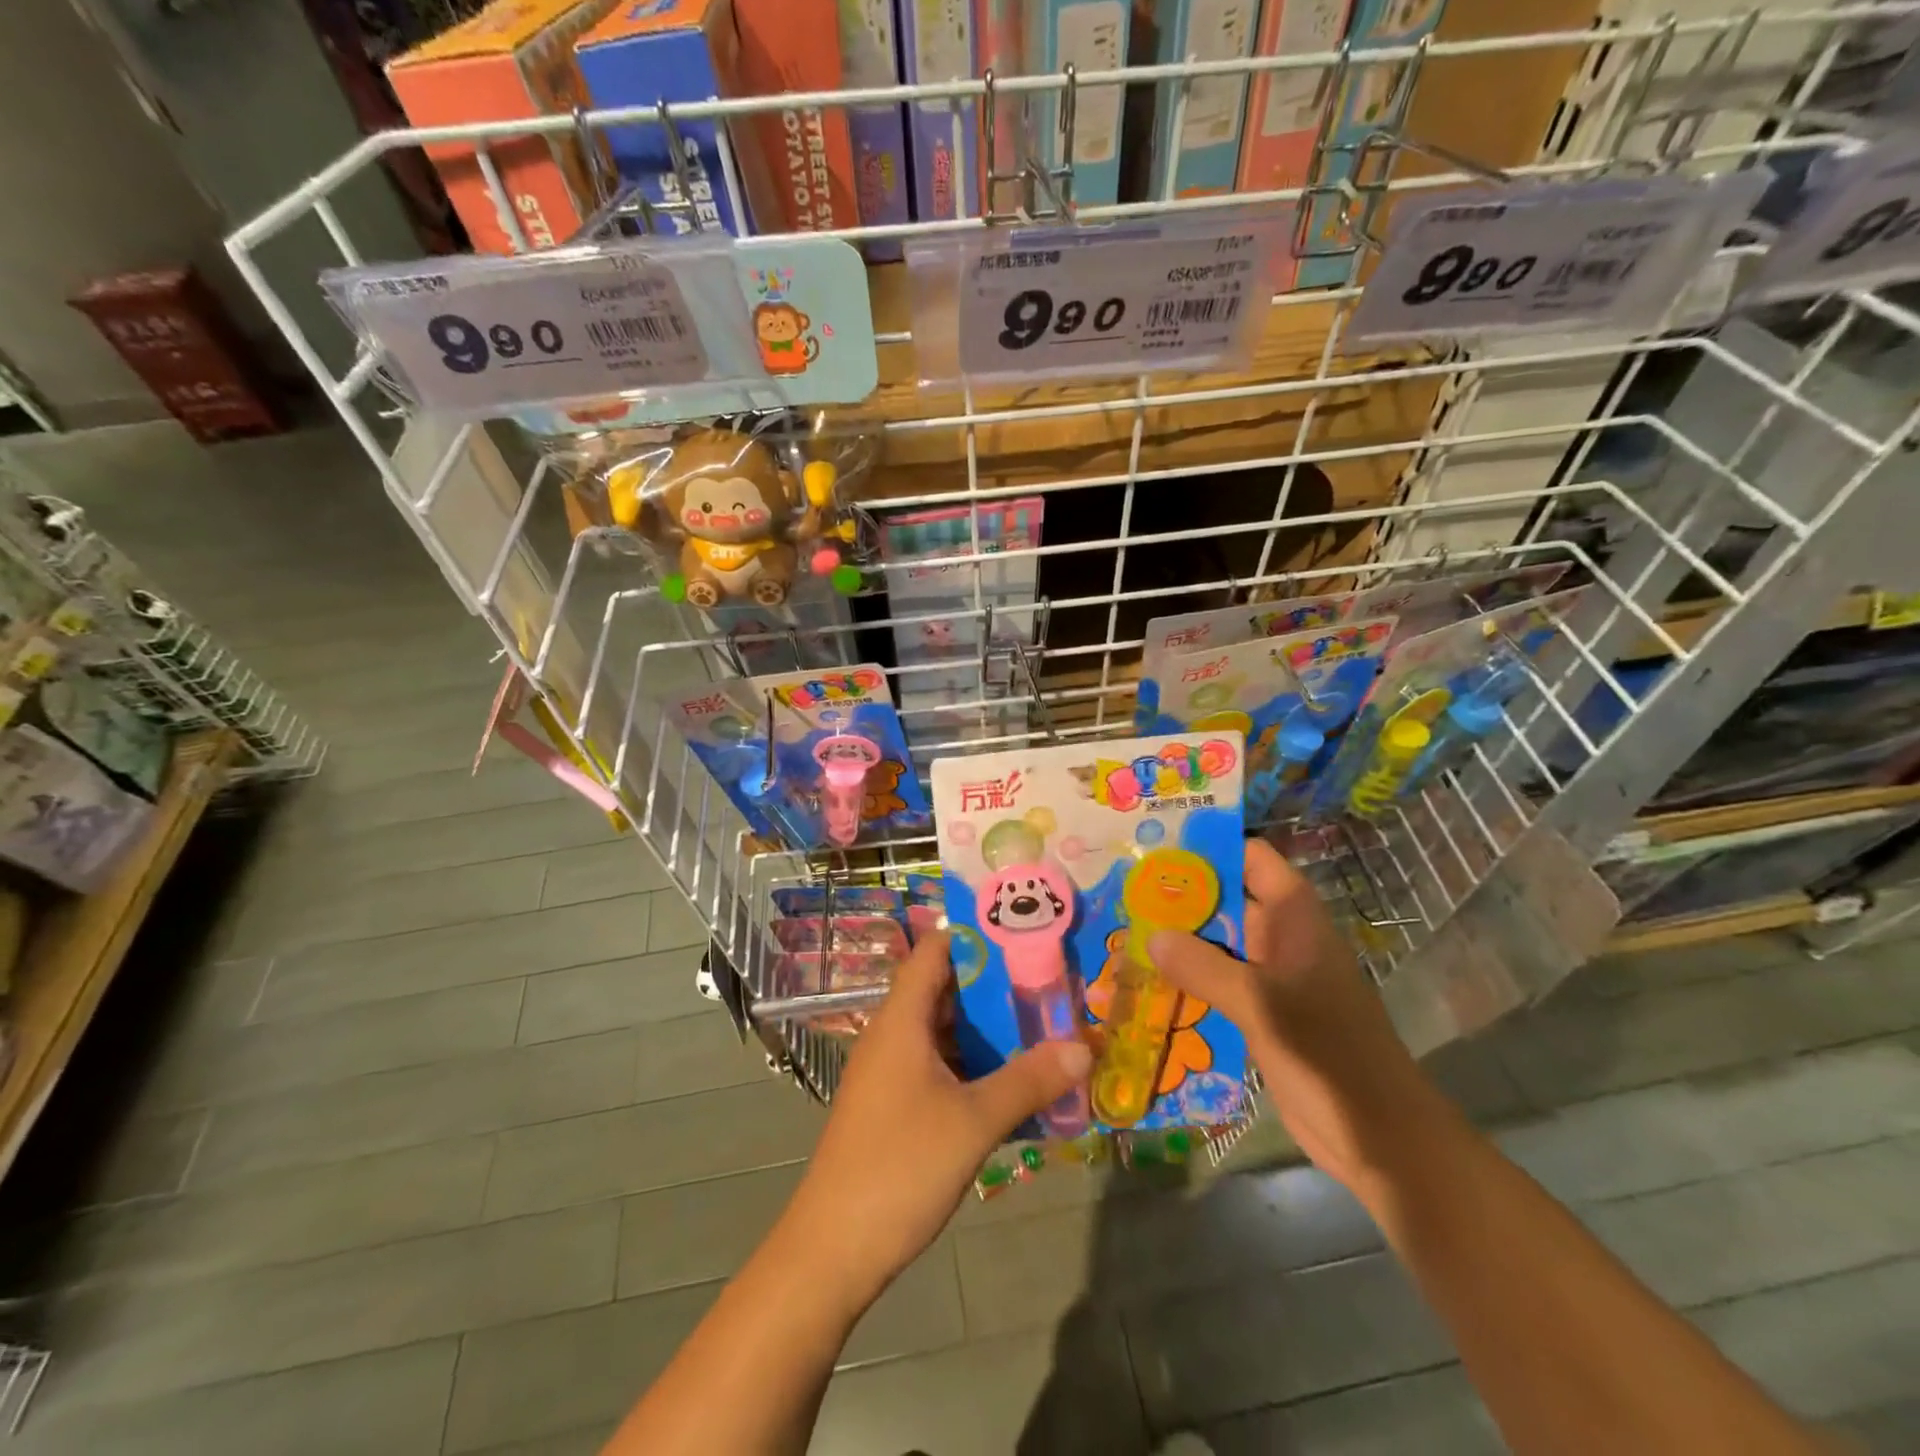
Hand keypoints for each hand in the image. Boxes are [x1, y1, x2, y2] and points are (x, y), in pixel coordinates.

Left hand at [780, 933, 1091, 1308]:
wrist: (833, 1250)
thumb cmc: (900, 1166)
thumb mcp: (974, 1121)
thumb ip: (1029, 1081)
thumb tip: (1083, 1047)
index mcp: (901, 1019)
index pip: (935, 950)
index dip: (975, 935)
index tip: (1025, 932)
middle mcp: (892, 1035)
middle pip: (944, 989)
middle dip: (995, 985)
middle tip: (1049, 983)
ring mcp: (891, 1072)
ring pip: (943, 1032)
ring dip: (987, 1030)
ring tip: (1042, 1027)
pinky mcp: (894, 1106)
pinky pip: (939, 1066)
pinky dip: (973, 1065)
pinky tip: (1012, 1083)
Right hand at [1149, 838, 1445, 1194]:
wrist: (1375, 1134)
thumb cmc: (1326, 1053)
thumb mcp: (1259, 1003)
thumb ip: (1203, 967)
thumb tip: (1151, 935)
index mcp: (1294, 919)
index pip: (1253, 859)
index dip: (1212, 847)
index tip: (1159, 846)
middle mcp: (1283, 938)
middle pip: (1229, 898)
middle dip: (1182, 892)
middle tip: (1126, 887)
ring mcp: (1273, 977)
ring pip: (1221, 942)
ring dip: (1182, 937)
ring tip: (1126, 925)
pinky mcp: (1263, 1012)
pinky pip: (1220, 980)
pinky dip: (1191, 975)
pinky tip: (1150, 977)